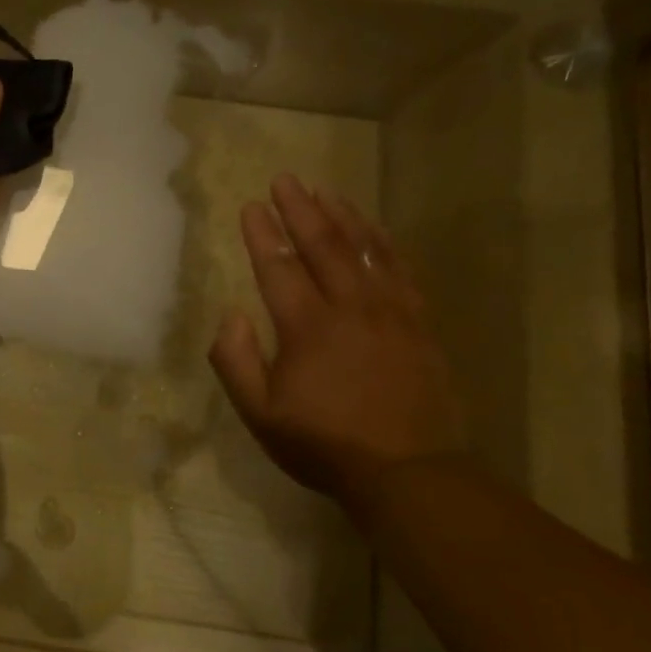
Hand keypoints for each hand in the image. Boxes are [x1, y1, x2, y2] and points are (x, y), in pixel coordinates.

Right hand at [210, 174, 466, 501]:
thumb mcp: (259, 413)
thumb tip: (230, 315)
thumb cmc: (322, 444)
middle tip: (285, 180)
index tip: (250, 206)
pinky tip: (375, 231)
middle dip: (301, 210)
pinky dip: (385, 244)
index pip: (279, 268)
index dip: (262, 235)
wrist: (408, 472)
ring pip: (367, 251)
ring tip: (326, 191)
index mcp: (308, 328)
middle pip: (324, 246)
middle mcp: (351, 309)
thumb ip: (236, 361)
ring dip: (343, 217)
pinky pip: (402, 272)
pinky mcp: (420, 325)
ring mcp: (392, 314)